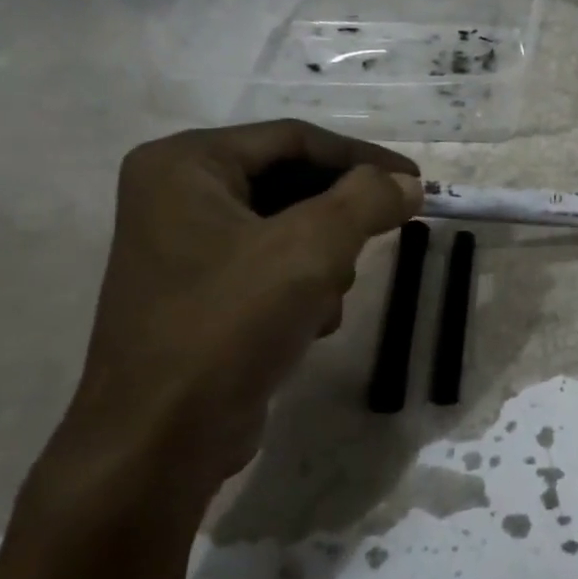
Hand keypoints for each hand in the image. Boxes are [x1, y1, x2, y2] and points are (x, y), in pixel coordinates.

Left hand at [39, 121, 420, 520]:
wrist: (161, 439)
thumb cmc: (229, 325)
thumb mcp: (312, 249)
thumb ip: (368, 200)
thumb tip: (407, 184)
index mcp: (184, 165)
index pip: (293, 139)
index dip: (362, 158)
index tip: (416, 183)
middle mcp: (176, 196)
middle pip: (290, 183)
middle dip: (340, 215)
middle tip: (388, 233)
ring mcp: (184, 249)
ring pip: (287, 228)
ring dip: (324, 258)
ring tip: (331, 295)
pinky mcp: (200, 295)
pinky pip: (270, 267)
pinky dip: (302, 287)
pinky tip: (310, 324)